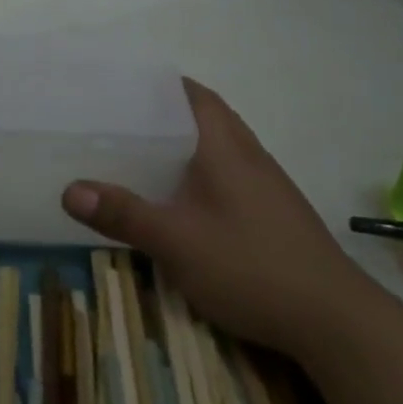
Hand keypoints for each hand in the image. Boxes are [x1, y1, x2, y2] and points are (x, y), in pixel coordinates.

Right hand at [62, 77, 359, 355]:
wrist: (333, 318)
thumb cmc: (250, 266)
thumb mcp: (176, 242)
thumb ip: (124, 215)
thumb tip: (69, 189)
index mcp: (225, 146)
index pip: (194, 94)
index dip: (161, 85)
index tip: (124, 86)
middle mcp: (249, 154)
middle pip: (207, 116)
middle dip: (168, 113)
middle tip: (123, 121)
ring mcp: (268, 183)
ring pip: (221, 146)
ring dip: (188, 143)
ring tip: (145, 154)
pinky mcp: (276, 211)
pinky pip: (232, 173)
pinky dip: (204, 171)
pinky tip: (186, 199)